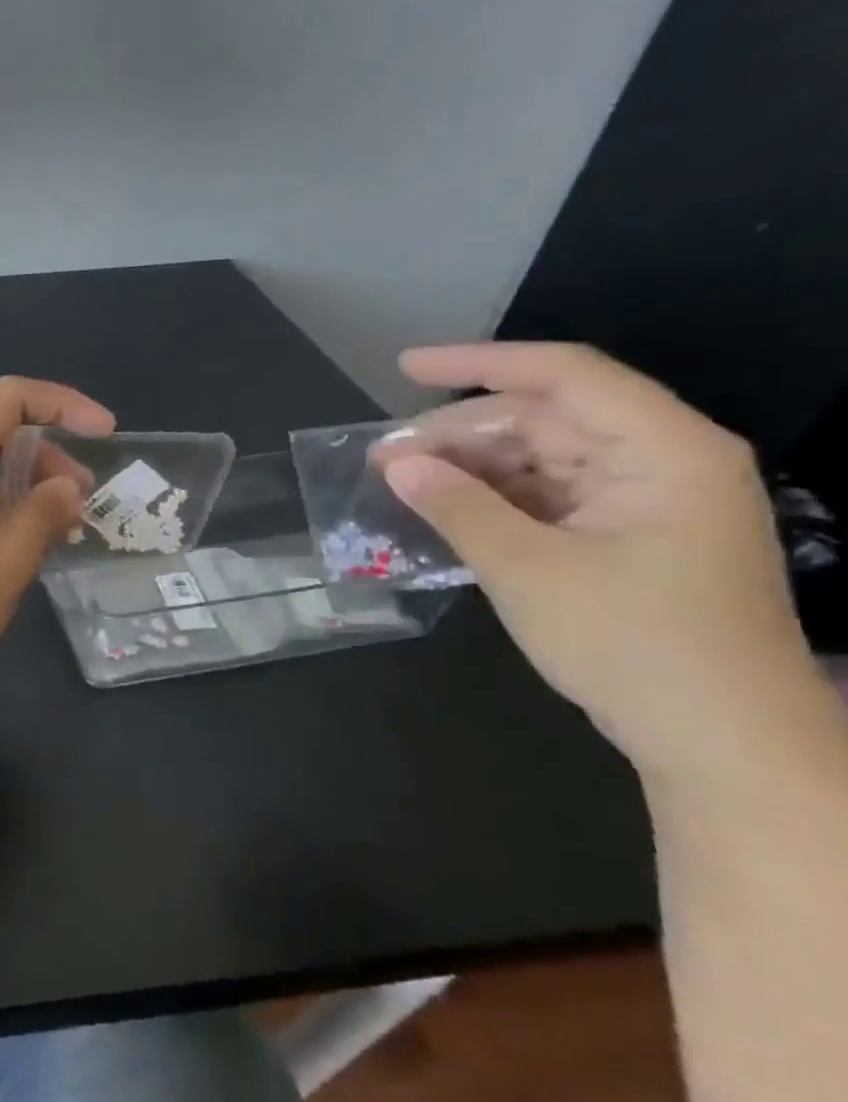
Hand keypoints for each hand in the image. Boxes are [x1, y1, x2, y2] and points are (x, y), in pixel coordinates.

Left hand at [0, 376, 114, 705]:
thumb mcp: (2, 564)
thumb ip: (42, 515)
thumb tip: (65, 488)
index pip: (6, 399)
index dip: (62, 404)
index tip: (105, 434)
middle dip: (42, 456)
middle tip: (79, 502)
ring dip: (13, 488)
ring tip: (50, 532)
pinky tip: (5, 549)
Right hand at [380, 343, 812, 770]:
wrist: (718, 737)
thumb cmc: (631, 642)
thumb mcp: (528, 569)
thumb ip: (458, 507)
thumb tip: (396, 463)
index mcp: (662, 450)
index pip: (563, 376)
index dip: (477, 364)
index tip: (404, 366)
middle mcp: (659, 461)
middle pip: (545, 418)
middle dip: (458, 432)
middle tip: (383, 457)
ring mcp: (644, 501)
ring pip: (540, 458)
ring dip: (468, 468)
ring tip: (399, 484)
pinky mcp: (625, 537)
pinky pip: (546, 497)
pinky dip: (491, 500)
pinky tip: (441, 511)